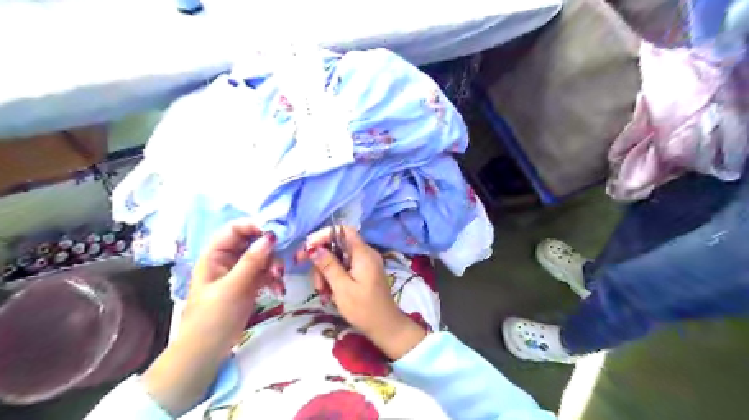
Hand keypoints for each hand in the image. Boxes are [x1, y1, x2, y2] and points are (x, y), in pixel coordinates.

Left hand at [141, 222, 278, 414]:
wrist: (208, 349)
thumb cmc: (213, 316)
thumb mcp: (233, 287)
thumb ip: (252, 261)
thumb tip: (270, 236)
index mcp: (215, 255)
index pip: (234, 229)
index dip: (254, 226)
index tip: (275, 231)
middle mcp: (228, 259)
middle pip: (252, 242)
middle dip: (269, 249)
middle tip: (281, 258)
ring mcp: (240, 271)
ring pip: (263, 257)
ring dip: (274, 265)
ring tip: (278, 278)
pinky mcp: (250, 283)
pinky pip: (266, 272)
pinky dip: (274, 278)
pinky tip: (279, 289)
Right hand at [299, 226, 425, 360]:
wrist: (385, 327)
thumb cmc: (364, 309)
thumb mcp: (342, 288)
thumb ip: (328, 265)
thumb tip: (313, 248)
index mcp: (363, 253)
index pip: (343, 230)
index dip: (324, 235)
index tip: (307, 249)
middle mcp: (365, 254)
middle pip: (337, 246)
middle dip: (322, 261)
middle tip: (315, 282)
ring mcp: (365, 264)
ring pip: (338, 258)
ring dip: (325, 273)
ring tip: (323, 293)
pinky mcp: (363, 273)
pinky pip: (344, 268)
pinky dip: (333, 278)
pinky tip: (329, 294)